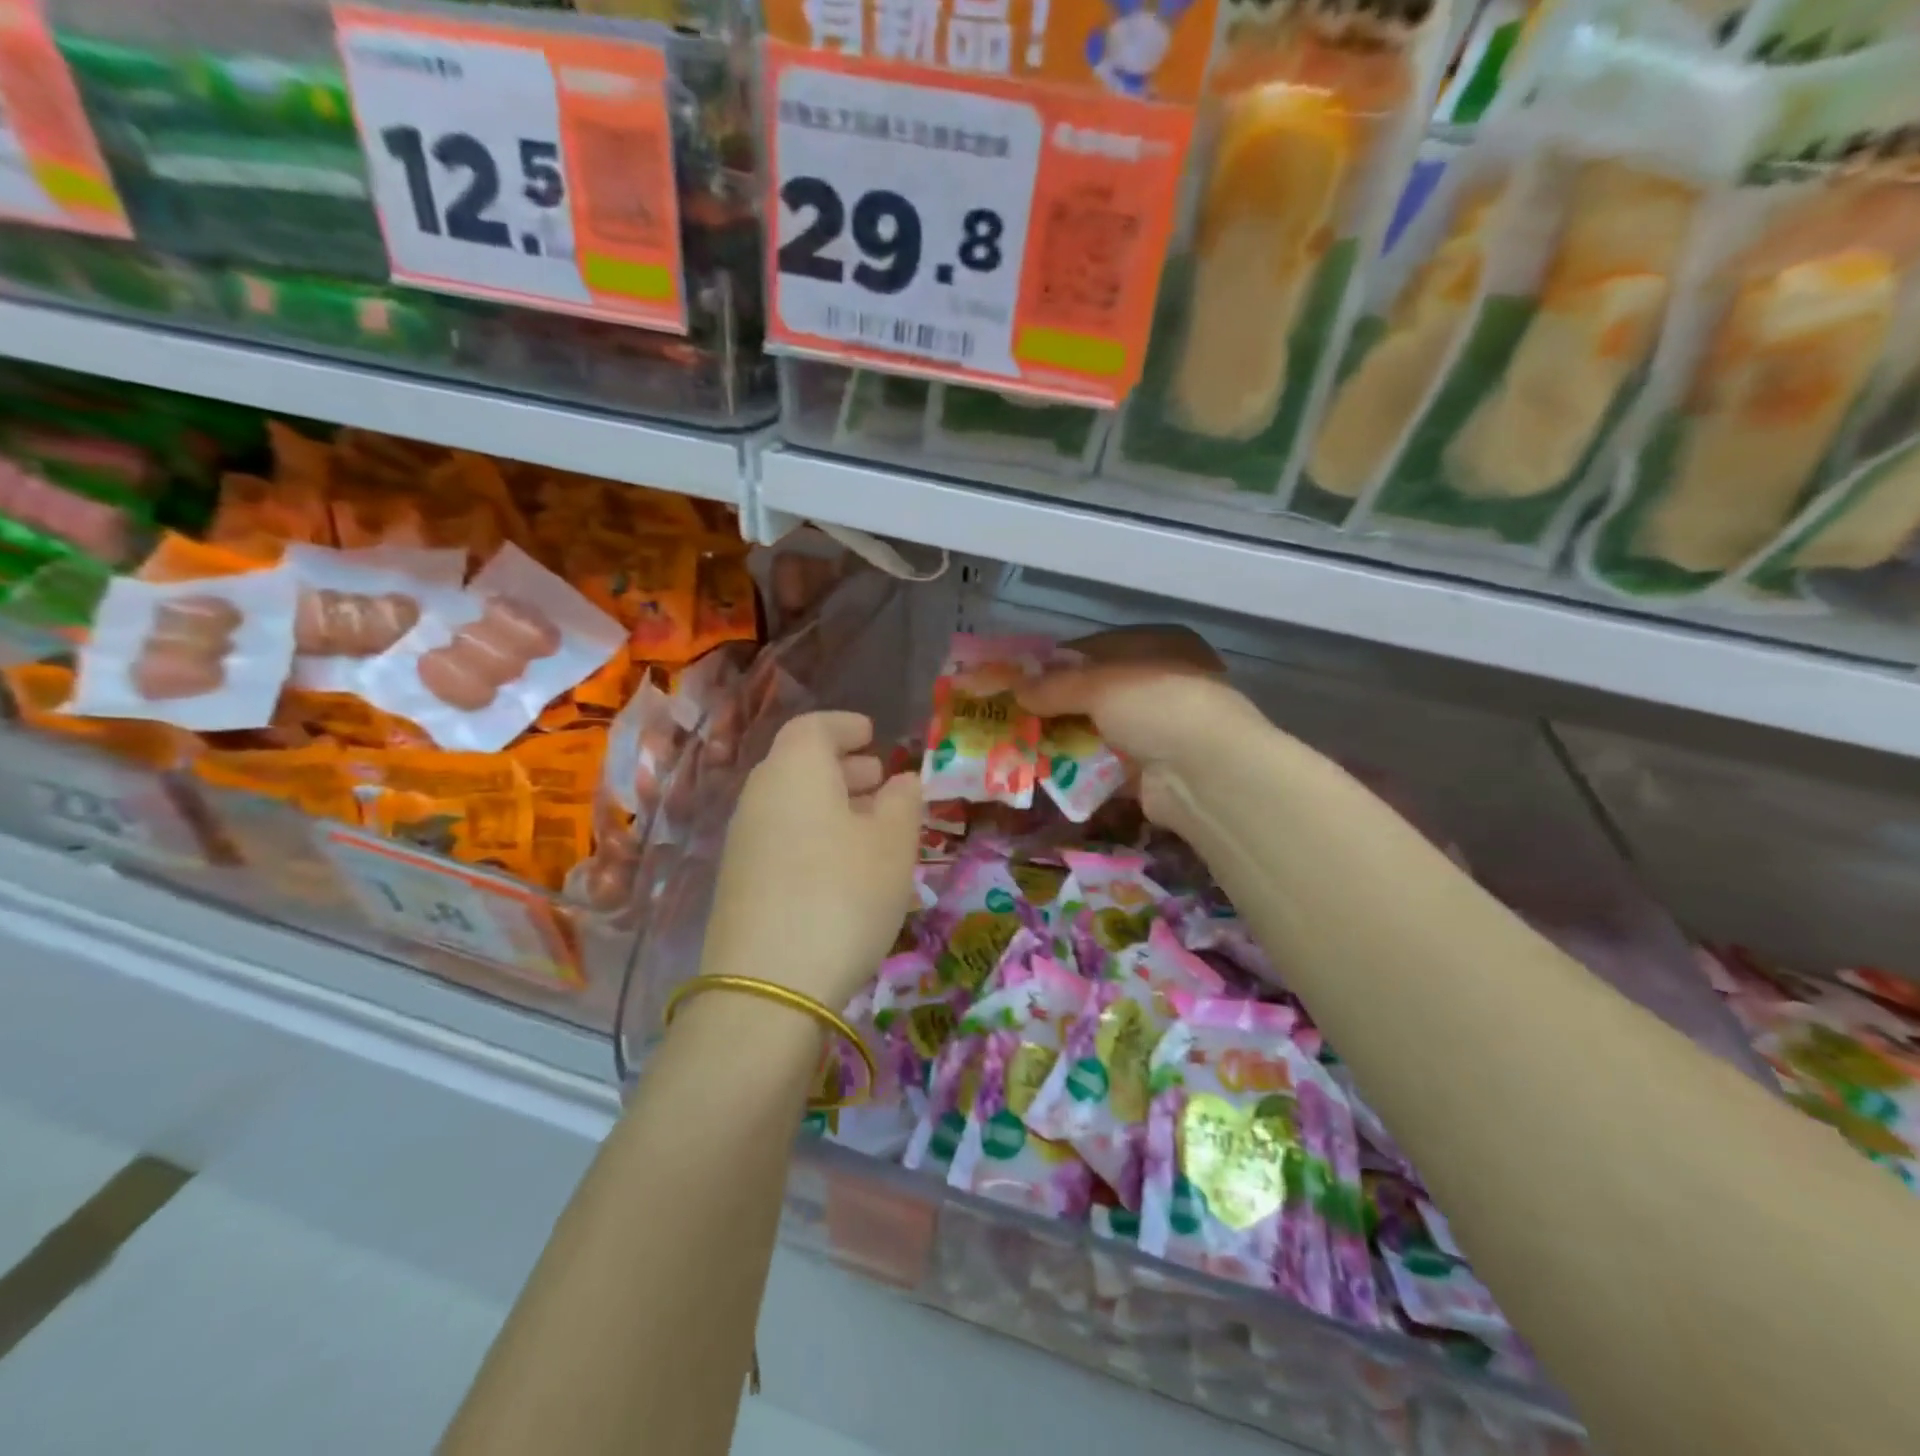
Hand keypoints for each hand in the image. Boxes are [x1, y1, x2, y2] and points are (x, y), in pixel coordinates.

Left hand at [698, 711, 920, 1010]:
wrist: (768, 985)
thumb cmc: (844, 895)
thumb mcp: (893, 845)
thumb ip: (903, 802)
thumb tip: (902, 780)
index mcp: (795, 770)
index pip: (813, 727)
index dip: (844, 726)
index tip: (872, 734)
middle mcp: (760, 795)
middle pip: (799, 764)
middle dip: (842, 766)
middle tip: (879, 779)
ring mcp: (743, 840)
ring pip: (790, 802)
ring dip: (830, 803)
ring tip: (870, 824)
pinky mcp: (739, 881)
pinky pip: (781, 835)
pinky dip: (813, 833)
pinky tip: (842, 866)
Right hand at [1018, 626, 1258, 824]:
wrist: (1206, 774)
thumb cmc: (1158, 707)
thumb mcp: (1100, 685)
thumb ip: (1056, 685)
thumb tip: (1016, 689)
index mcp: (1161, 648)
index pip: (1100, 648)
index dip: (1060, 662)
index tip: (1023, 677)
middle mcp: (1163, 685)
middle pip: (1098, 692)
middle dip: (1059, 704)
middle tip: (1018, 713)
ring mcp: (1160, 730)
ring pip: (1100, 729)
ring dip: (1067, 736)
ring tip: (1025, 742)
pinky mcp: (1153, 770)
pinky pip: (1106, 764)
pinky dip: (1081, 767)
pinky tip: (1049, 770)